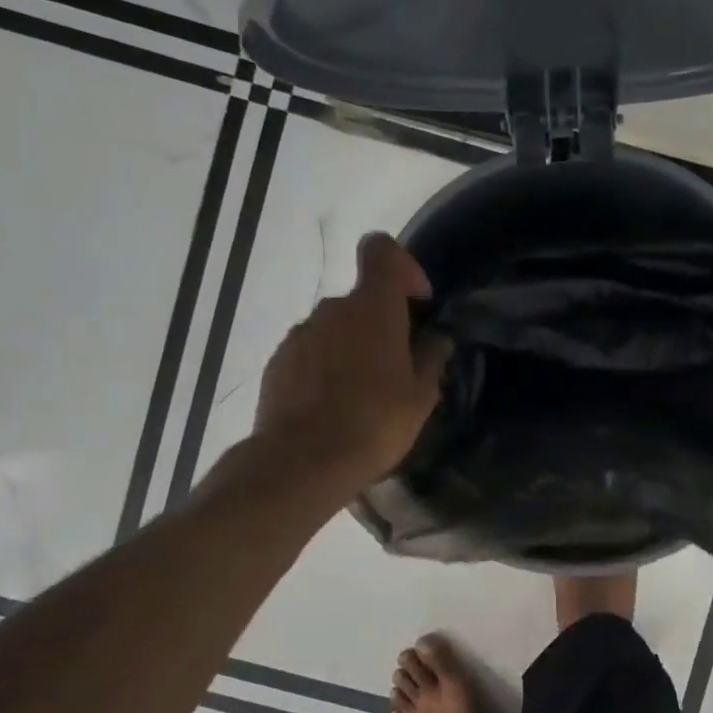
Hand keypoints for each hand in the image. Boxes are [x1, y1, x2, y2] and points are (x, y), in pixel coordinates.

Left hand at [248, 233, 448, 489]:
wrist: (303, 461)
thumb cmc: (375, 423)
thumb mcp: (421, 397)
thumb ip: (430, 359)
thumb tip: (435, 340)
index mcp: (373, 308)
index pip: (382, 251)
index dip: (402, 266)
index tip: (416, 303)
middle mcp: (332, 310)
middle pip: (361, 301)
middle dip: (381, 325)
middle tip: (397, 369)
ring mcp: (299, 335)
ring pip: (334, 329)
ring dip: (351, 349)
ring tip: (362, 396)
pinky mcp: (277, 364)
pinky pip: (310, 354)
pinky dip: (324, 369)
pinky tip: (332, 408)